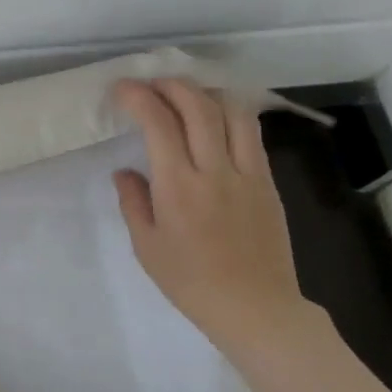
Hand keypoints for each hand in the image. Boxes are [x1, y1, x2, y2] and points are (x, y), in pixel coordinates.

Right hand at [110, 78, 315, 354]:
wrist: (255, 308)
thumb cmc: (190, 282)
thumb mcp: (146, 245)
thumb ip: (133, 202)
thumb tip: (126, 172)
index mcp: (179, 187)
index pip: (159, 123)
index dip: (139, 97)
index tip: (122, 89)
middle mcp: (216, 171)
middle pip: (199, 106)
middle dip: (172, 85)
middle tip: (152, 84)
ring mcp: (249, 174)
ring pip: (234, 113)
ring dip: (207, 94)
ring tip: (187, 95)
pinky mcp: (269, 183)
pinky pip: (251, 135)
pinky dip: (229, 116)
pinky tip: (215, 121)